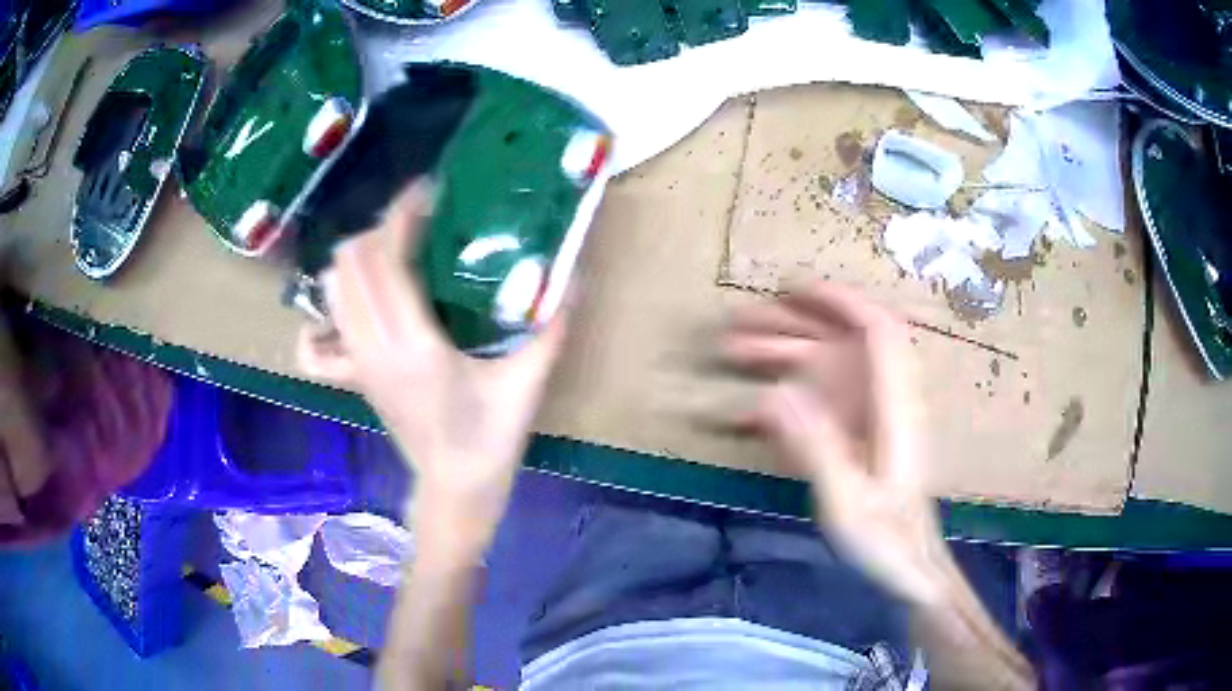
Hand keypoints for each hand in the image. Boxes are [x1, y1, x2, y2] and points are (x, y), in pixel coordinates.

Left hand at [298, 179, 570, 559]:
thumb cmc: (491, 437)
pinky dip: (322, 317)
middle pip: (350, 263)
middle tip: (417, 223)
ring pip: (331, 289)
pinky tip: (349, 310)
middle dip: (379, 229)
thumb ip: (551, 326)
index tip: (427, 192)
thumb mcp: (527, 381)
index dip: (400, 215)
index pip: (386, 260)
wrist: (457, 486)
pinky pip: (314, 345)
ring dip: (356, 258)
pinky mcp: (352, 377)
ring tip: (392, 251)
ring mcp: (356, 363)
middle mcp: (373, 347)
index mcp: (413, 344)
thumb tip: (573, 274)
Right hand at [724, 282, 950, 605]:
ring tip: (728, 353)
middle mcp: (881, 402)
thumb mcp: (849, 502)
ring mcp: (866, 420)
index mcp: (893, 407)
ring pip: (824, 372)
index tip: (792, 288)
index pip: (877, 331)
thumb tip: (773, 393)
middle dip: (790, 326)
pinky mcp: (854, 440)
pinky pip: (816, 409)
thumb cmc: (886, 540)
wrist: (909, 570)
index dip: (839, 301)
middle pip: (840, 345)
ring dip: (779, 358)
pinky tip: (744, 418)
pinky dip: (781, 405)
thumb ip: (816, 447)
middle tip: (735, 322)